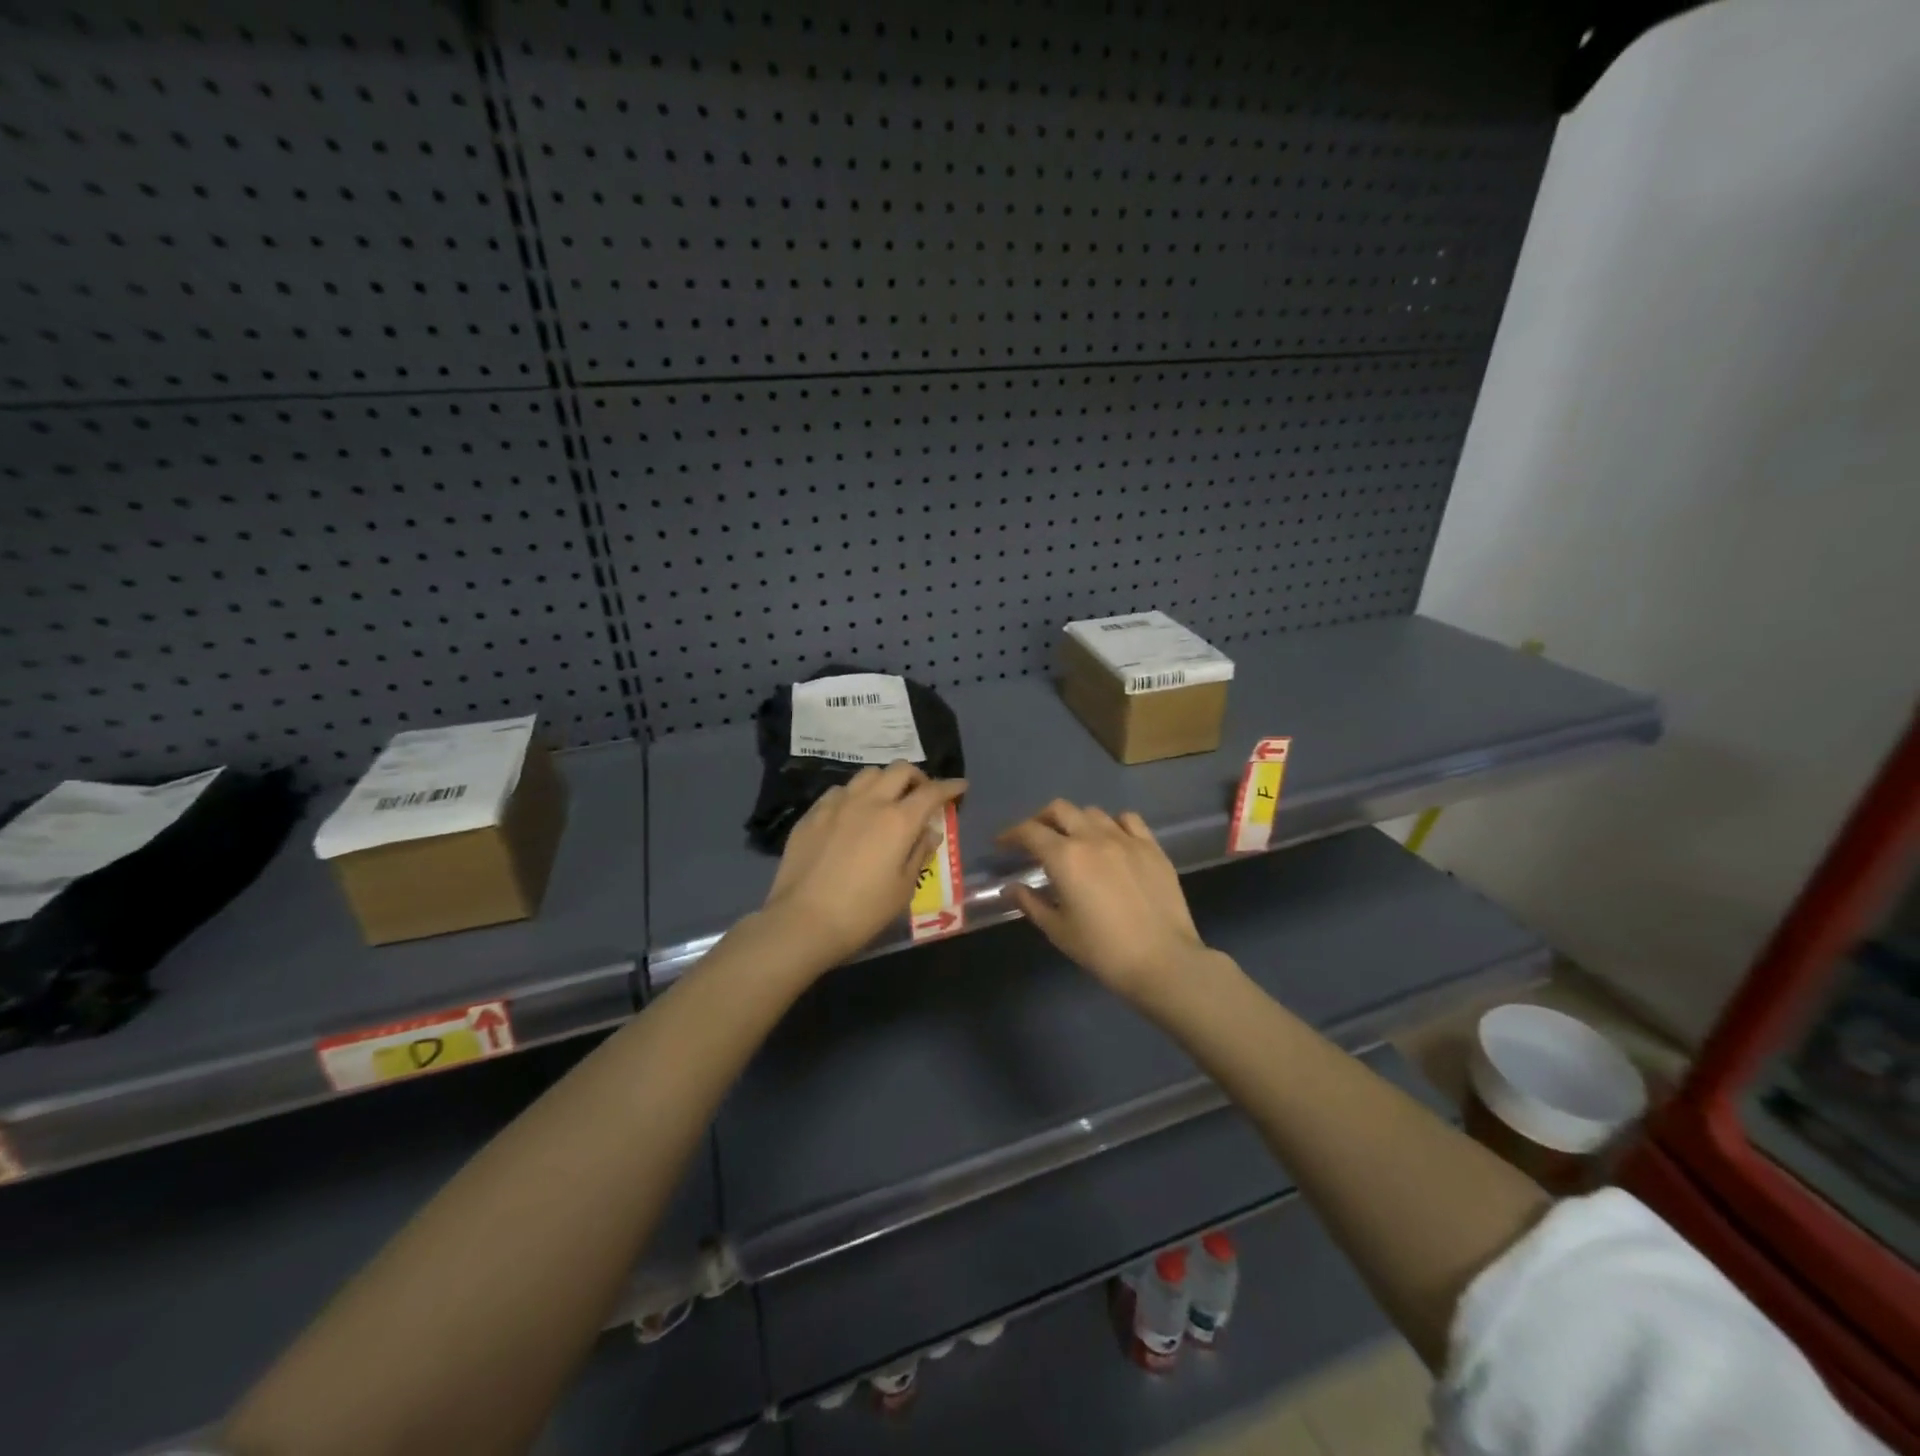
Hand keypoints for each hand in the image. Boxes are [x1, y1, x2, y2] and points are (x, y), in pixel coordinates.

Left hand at [761, 761, 967, 971]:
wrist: (802, 921)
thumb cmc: (862, 912)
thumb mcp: (903, 889)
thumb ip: (920, 853)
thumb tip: (930, 831)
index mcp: (898, 821)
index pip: (932, 792)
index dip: (950, 786)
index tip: (960, 786)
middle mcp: (869, 802)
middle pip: (900, 770)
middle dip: (918, 778)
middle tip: (922, 795)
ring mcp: (837, 804)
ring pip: (868, 774)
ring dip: (885, 782)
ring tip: (886, 801)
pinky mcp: (812, 814)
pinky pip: (839, 791)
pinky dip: (855, 795)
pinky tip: (852, 814)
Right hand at [997, 800, 1209, 1002]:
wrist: (1163, 960)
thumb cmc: (1103, 950)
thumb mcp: (1059, 930)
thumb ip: (1031, 903)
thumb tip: (1012, 887)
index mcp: (1065, 857)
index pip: (1030, 832)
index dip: (1011, 835)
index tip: (1002, 844)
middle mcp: (1093, 838)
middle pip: (1060, 809)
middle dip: (1041, 819)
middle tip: (1035, 839)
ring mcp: (1126, 839)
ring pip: (1093, 812)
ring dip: (1075, 821)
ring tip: (1073, 840)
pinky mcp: (1152, 847)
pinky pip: (1128, 820)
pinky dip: (1112, 824)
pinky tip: (1111, 840)